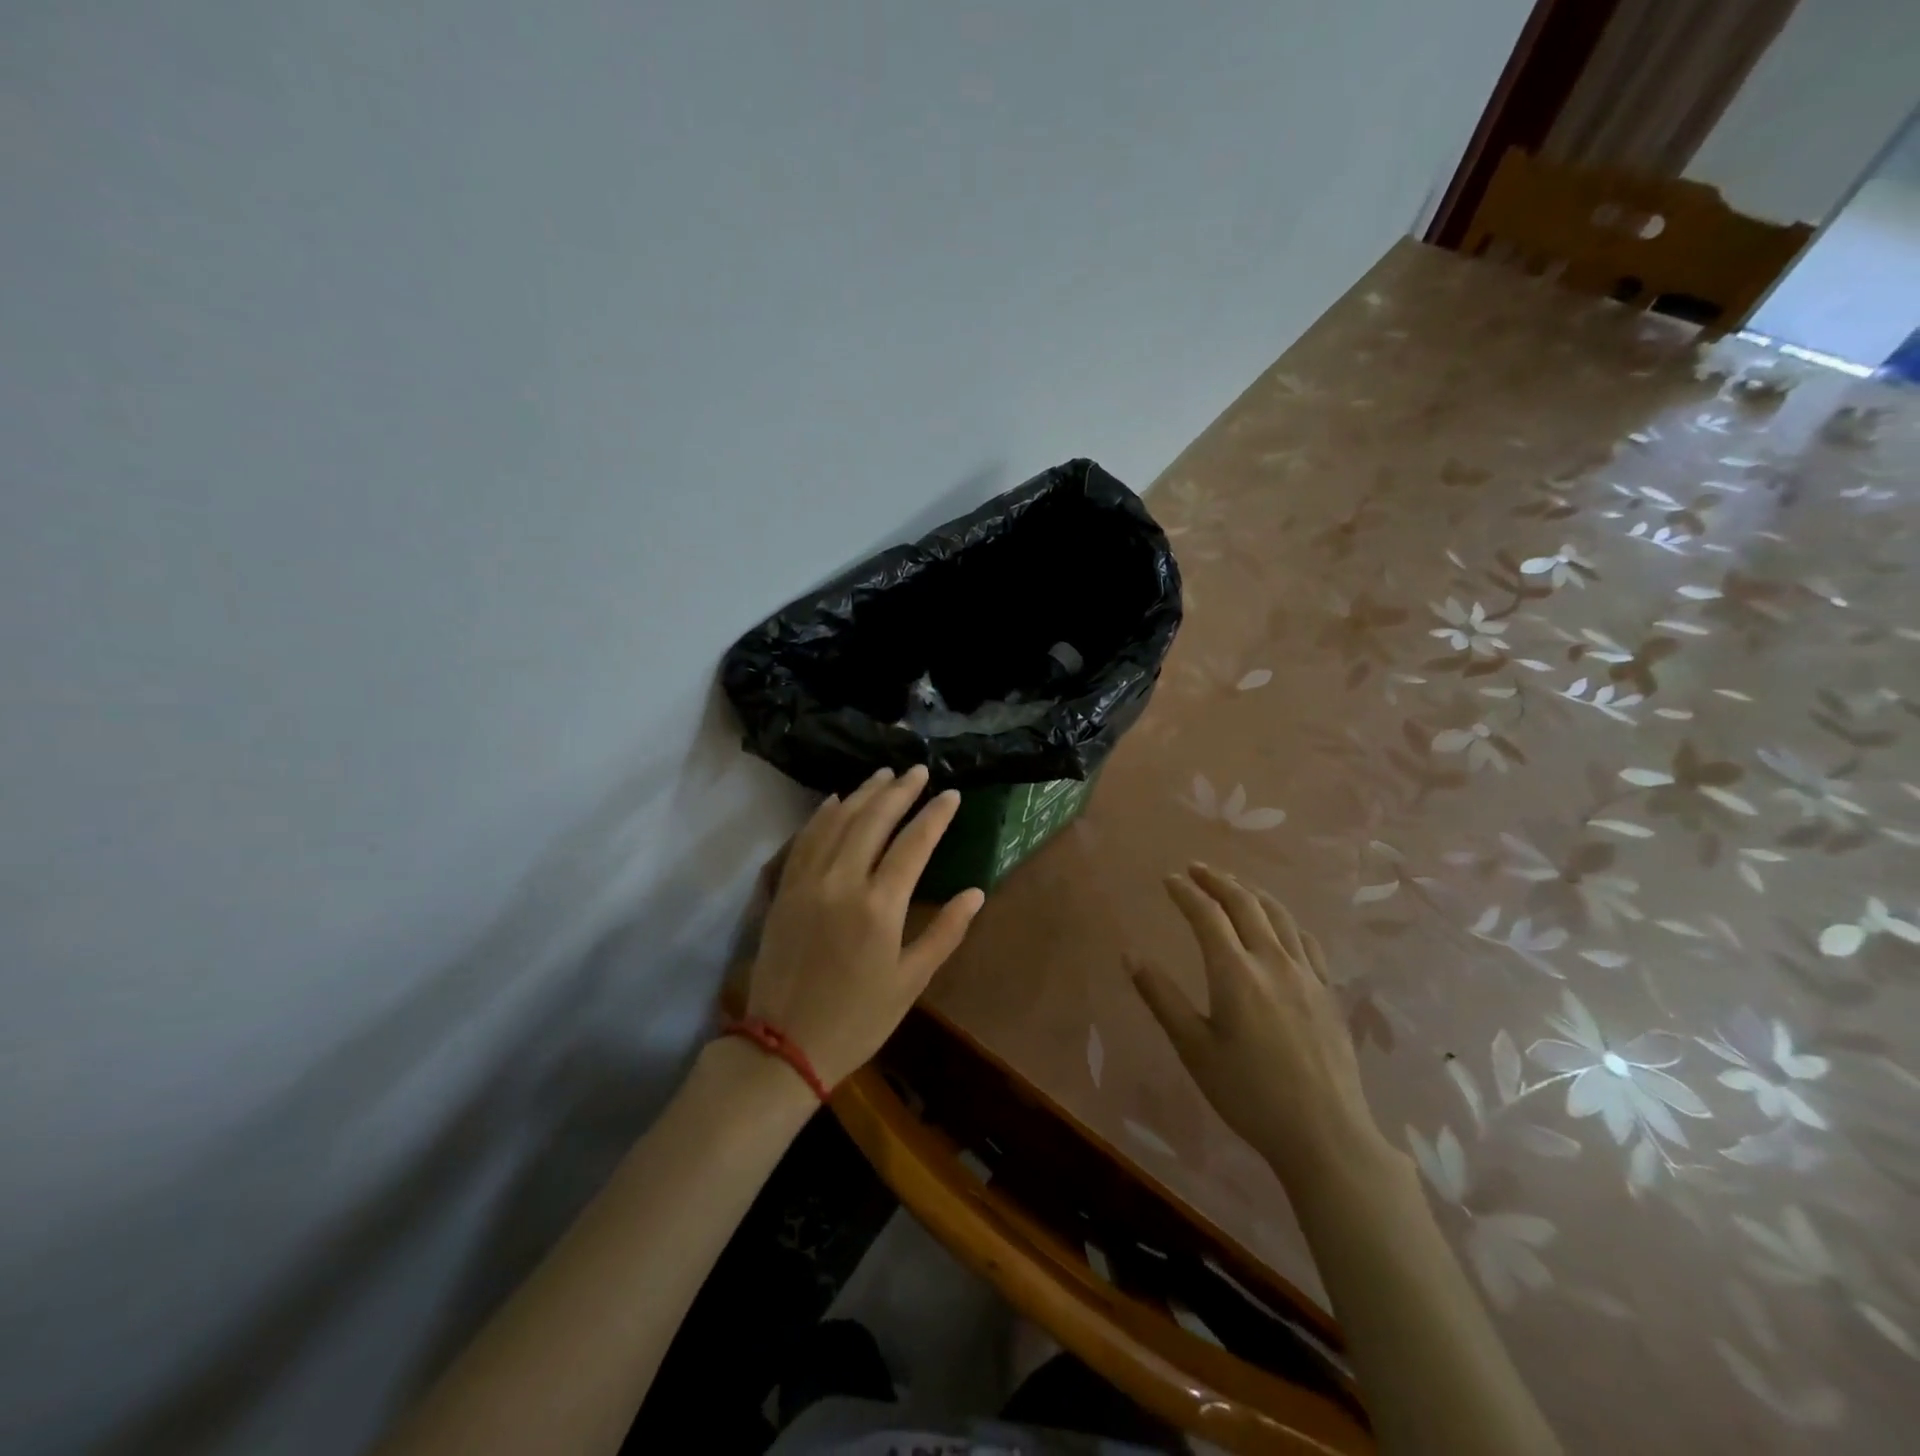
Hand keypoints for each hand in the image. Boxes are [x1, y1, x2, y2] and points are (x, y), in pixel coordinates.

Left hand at [745, 765, 984, 1089]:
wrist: (783, 1046)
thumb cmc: (857, 1019)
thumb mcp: (910, 982)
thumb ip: (945, 932)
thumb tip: (975, 892)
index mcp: (879, 906)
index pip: (914, 844)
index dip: (935, 815)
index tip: (952, 794)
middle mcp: (842, 882)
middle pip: (873, 820)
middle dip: (899, 790)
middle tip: (918, 770)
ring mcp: (808, 882)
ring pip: (837, 822)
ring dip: (862, 794)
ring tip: (883, 774)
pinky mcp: (784, 890)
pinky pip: (804, 840)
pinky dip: (821, 815)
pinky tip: (834, 800)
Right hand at [1130, 864, 1386, 1185]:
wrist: (1325, 1134)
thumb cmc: (1249, 1094)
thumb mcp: (1194, 1049)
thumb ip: (1162, 998)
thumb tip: (1130, 955)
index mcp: (1236, 973)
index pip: (1207, 915)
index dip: (1186, 892)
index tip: (1168, 879)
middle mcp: (1273, 961)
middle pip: (1245, 903)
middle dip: (1217, 880)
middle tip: (1196, 868)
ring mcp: (1307, 974)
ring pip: (1279, 915)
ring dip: (1251, 891)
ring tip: (1233, 884)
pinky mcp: (1328, 991)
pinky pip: (1306, 939)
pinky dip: (1285, 919)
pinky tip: (1280, 924)